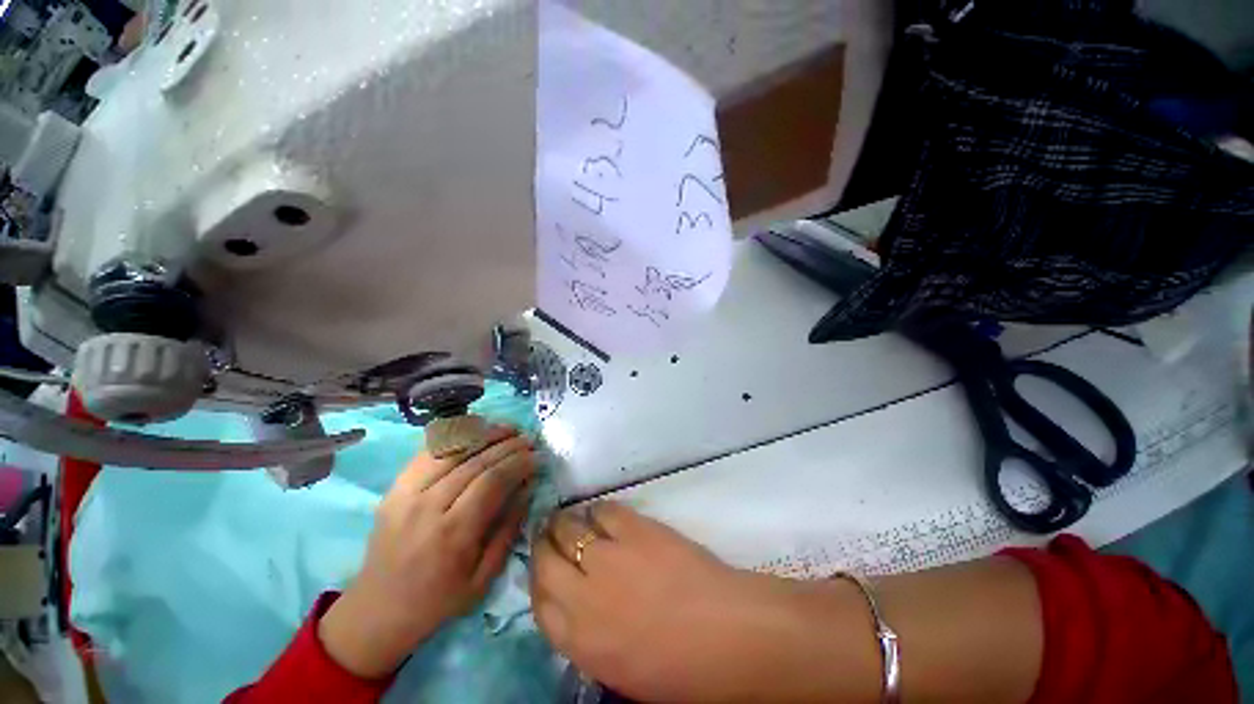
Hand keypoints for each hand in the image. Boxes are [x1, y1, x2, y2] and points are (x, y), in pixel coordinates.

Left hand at [319, 425, 535, 677]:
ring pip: (452, 449)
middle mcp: (427, 507)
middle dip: (508, 445)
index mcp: (452, 534)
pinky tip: (475, 430)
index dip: (518, 463)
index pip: (492, 481)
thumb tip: (528, 488)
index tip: (537, 456)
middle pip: (475, 461)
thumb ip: (508, 529)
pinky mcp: (394, 488)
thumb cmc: (436, 600)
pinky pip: (428, 451)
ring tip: (508, 428)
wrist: (376, 610)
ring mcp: (406, 493)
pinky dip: (455, 436)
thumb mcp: (483, 577)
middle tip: (529, 439)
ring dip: (484, 434)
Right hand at [532, 503, 849, 702]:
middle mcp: (584, 597)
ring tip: (570, 519)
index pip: (539, 605)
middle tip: (549, 536)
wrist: (730, 633)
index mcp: (581, 643)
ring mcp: (609, 557)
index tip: (545, 569)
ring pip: (569, 529)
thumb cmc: (683, 668)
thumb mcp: (623, 671)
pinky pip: (605, 510)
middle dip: (543, 546)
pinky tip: (602, 514)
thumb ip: (591, 638)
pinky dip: (598, 510)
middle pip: (545, 561)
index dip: (539, 582)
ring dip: (565, 523)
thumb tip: (578, 605)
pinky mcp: (635, 529)